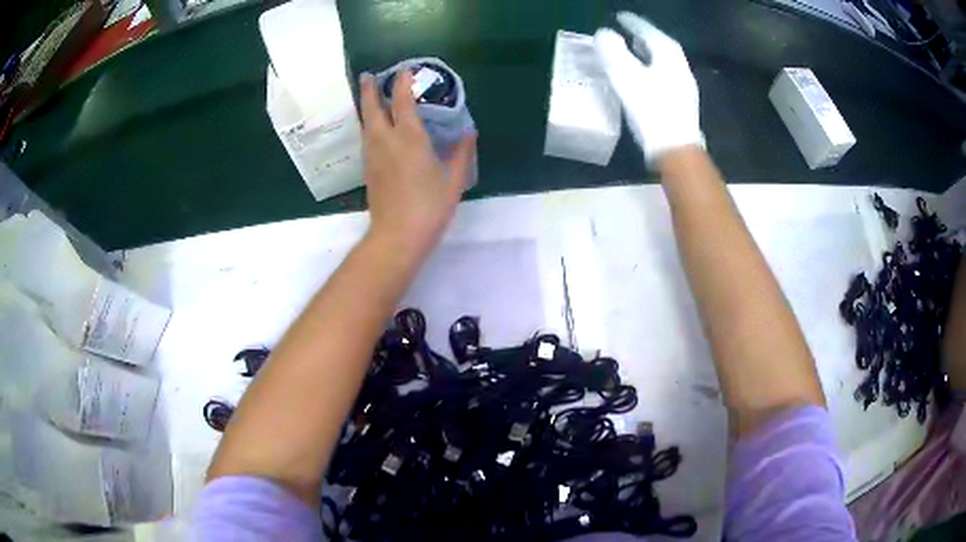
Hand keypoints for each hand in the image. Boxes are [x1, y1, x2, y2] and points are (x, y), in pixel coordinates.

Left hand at [358, 70, 476, 252]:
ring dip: (366, 105)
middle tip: (367, 75)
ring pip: (365, 122)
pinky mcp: (368, 168)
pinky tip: (373, 126)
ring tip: (369, 95)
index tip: (406, 70)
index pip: (403, 100)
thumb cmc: (429, 206)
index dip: (403, 82)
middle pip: (372, 107)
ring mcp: (372, 154)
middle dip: (369, 88)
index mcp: (409, 137)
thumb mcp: (453, 179)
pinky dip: (368, 123)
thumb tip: (469, 132)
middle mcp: (385, 140)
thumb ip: (461, 152)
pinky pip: (366, 137)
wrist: (397, 235)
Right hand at [594, 12, 702, 164]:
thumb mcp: (626, 76)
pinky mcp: (681, 102)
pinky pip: (663, 75)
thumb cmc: (651, 109)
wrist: (676, 150)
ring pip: (662, 61)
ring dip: (646, 53)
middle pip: (659, 44)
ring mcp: (683, 85)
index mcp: (668, 54)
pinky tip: (642, 77)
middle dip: (641, 36)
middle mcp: (680, 66)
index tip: (619, 16)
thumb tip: (605, 33)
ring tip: (632, 51)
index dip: (632, 22)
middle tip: (625, 32)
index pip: (648, 30)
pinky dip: (650, 68)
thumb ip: (613, 51)